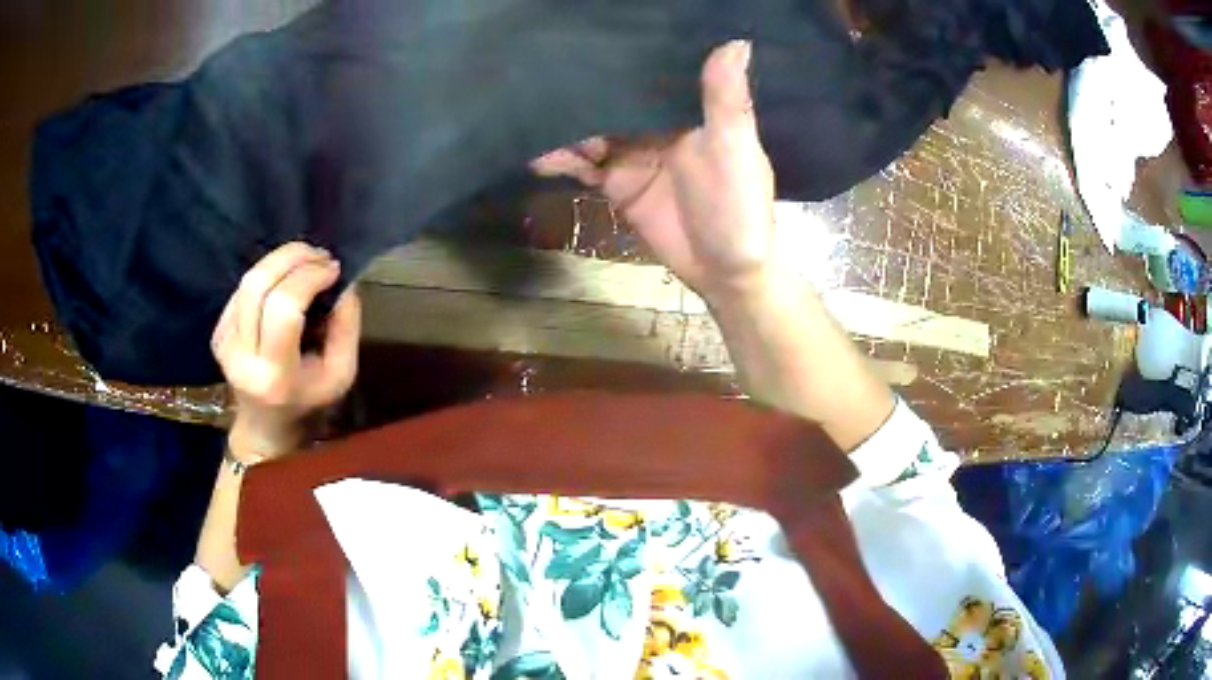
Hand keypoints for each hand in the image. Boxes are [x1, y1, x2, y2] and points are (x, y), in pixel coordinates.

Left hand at [211, 242, 360, 459]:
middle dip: (292, 258)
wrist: (264, 425)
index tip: (334, 269)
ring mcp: (224, 342)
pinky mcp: (218, 332)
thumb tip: (344, 282)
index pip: (283, 308)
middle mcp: (241, 356)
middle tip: (320, 254)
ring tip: (306, 258)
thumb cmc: (307, 401)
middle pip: (258, 286)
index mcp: (274, 375)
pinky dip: (268, 274)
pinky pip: (242, 289)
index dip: (308, 278)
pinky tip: (285, 279)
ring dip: (280, 260)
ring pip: (248, 281)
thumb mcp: (341, 374)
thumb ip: (346, 328)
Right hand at [531, 40, 775, 301]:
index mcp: (689, 109)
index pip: (652, 74)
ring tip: (532, 117)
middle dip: (584, 89)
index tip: (592, 36)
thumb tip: (738, 39)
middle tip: (544, 72)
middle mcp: (657, 125)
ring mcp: (633, 154)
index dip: (626, 57)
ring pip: (592, 130)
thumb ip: (726, 98)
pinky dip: (562, 161)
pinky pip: (583, 165)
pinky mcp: (616, 184)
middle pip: (614, 99)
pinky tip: (539, 158)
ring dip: (566, 126)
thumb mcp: (734, 147)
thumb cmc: (738, 205)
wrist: (724, 271)